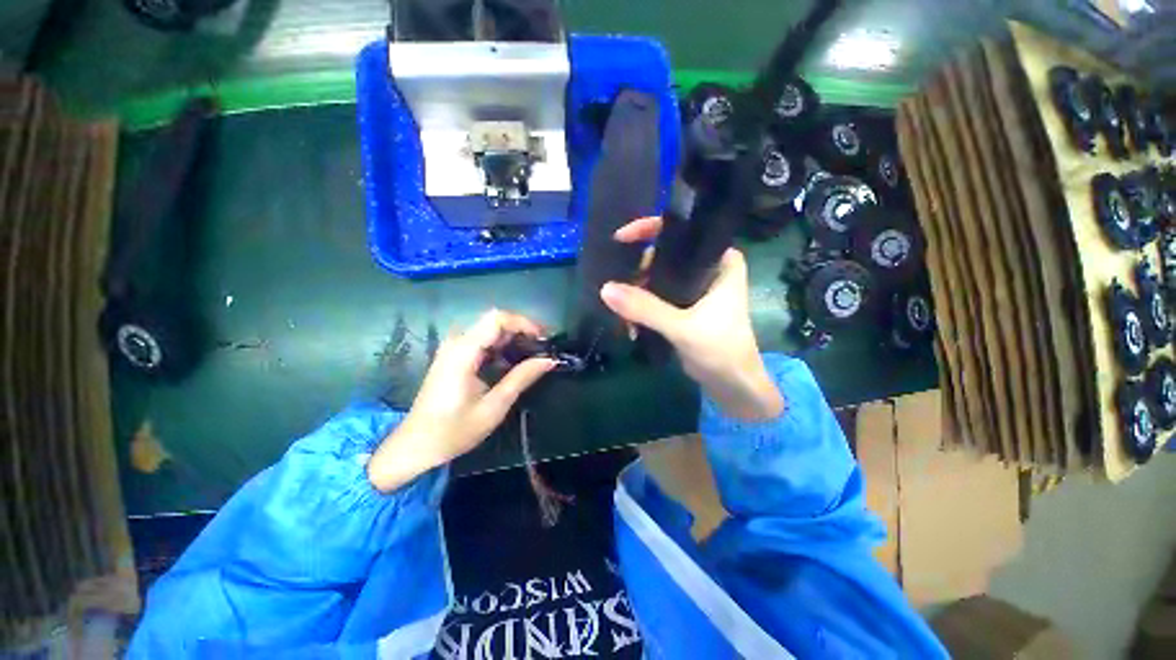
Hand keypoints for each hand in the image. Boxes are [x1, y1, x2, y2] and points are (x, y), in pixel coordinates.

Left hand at [367, 310, 555, 491]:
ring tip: (532, 356)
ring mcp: (453, 348)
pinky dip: (501, 346)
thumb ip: (521, 378)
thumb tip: (549, 360)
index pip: (497, 319)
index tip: (543, 339)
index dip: (524, 323)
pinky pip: (482, 340)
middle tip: (542, 349)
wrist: (416, 445)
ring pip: (489, 329)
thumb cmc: (454, 430)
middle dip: (522, 330)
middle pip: (494, 321)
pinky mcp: (453, 356)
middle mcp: (456, 342)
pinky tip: (512, 363)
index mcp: (463, 352)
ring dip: (513, 338)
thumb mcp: (494, 406)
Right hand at [600, 217, 783, 420]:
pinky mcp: (683, 307)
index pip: (683, 231)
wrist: (734, 386)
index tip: (621, 238)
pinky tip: (630, 324)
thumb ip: (646, 309)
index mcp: (719, 261)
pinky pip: (655, 297)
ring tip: (622, 313)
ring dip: (635, 293)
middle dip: (637, 271)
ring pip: (656, 278)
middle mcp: (706, 269)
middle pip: (663, 255)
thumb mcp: (683, 328)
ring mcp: (693, 288)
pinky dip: (641, 307)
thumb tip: (606, 289)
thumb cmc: (722, 351)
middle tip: (617, 288)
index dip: (650, 229)